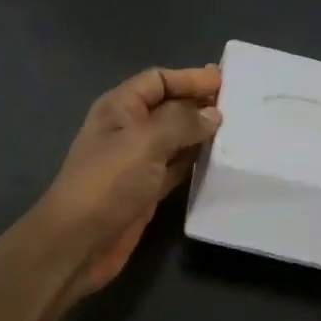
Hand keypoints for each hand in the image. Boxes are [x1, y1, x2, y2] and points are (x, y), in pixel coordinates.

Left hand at [33, 64, 222, 301]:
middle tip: (241, 105)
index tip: (225, 81)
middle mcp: (129, 129)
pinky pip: (177, 167)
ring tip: (239, 130)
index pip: (158, 80)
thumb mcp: (145, 143)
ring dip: (202, 134)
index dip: (189, 78)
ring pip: (176, 139)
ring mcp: (138, 161)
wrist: (79, 242)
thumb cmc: (108, 182)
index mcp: (120, 107)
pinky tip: (221, 160)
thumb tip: (213, 114)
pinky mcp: (147, 189)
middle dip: (200, 104)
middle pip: (169, 107)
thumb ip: (182, 123)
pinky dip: (196, 162)